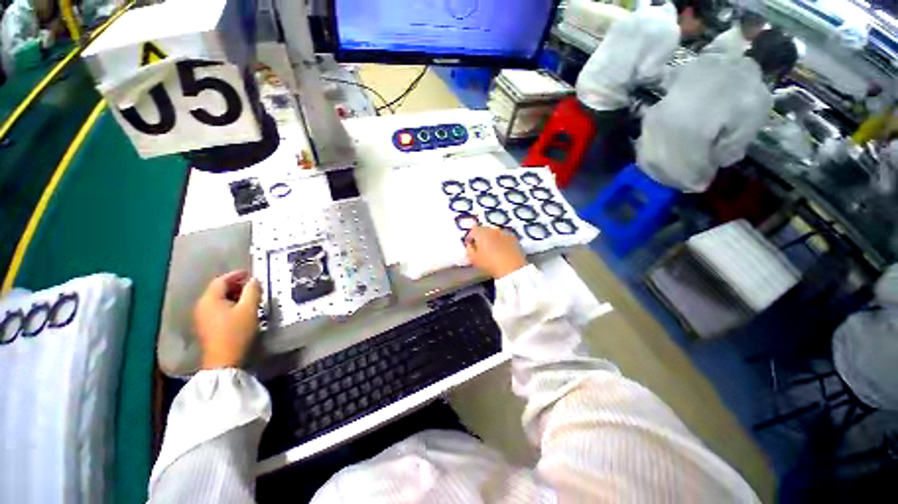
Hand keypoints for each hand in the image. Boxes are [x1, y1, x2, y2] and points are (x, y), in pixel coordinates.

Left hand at [194, 271, 261, 369]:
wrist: (224, 361)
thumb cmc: (237, 332)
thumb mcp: (249, 309)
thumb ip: (252, 291)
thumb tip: (254, 280)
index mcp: (209, 299)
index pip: (221, 280)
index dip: (237, 275)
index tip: (251, 273)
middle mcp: (202, 306)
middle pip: (218, 290)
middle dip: (236, 285)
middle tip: (254, 286)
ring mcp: (202, 317)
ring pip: (218, 300)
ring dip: (234, 296)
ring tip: (250, 298)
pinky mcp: (206, 327)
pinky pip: (217, 309)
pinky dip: (229, 305)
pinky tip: (241, 310)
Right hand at [464, 226, 527, 278]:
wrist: (512, 269)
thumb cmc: (490, 264)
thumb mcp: (473, 259)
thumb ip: (469, 249)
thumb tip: (470, 245)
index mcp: (482, 232)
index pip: (473, 229)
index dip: (470, 237)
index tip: (470, 245)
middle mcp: (493, 229)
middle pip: (484, 229)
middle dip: (481, 237)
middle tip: (480, 248)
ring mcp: (505, 233)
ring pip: (495, 233)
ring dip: (492, 239)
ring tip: (491, 250)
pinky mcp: (515, 239)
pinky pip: (504, 237)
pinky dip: (501, 242)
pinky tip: (501, 251)